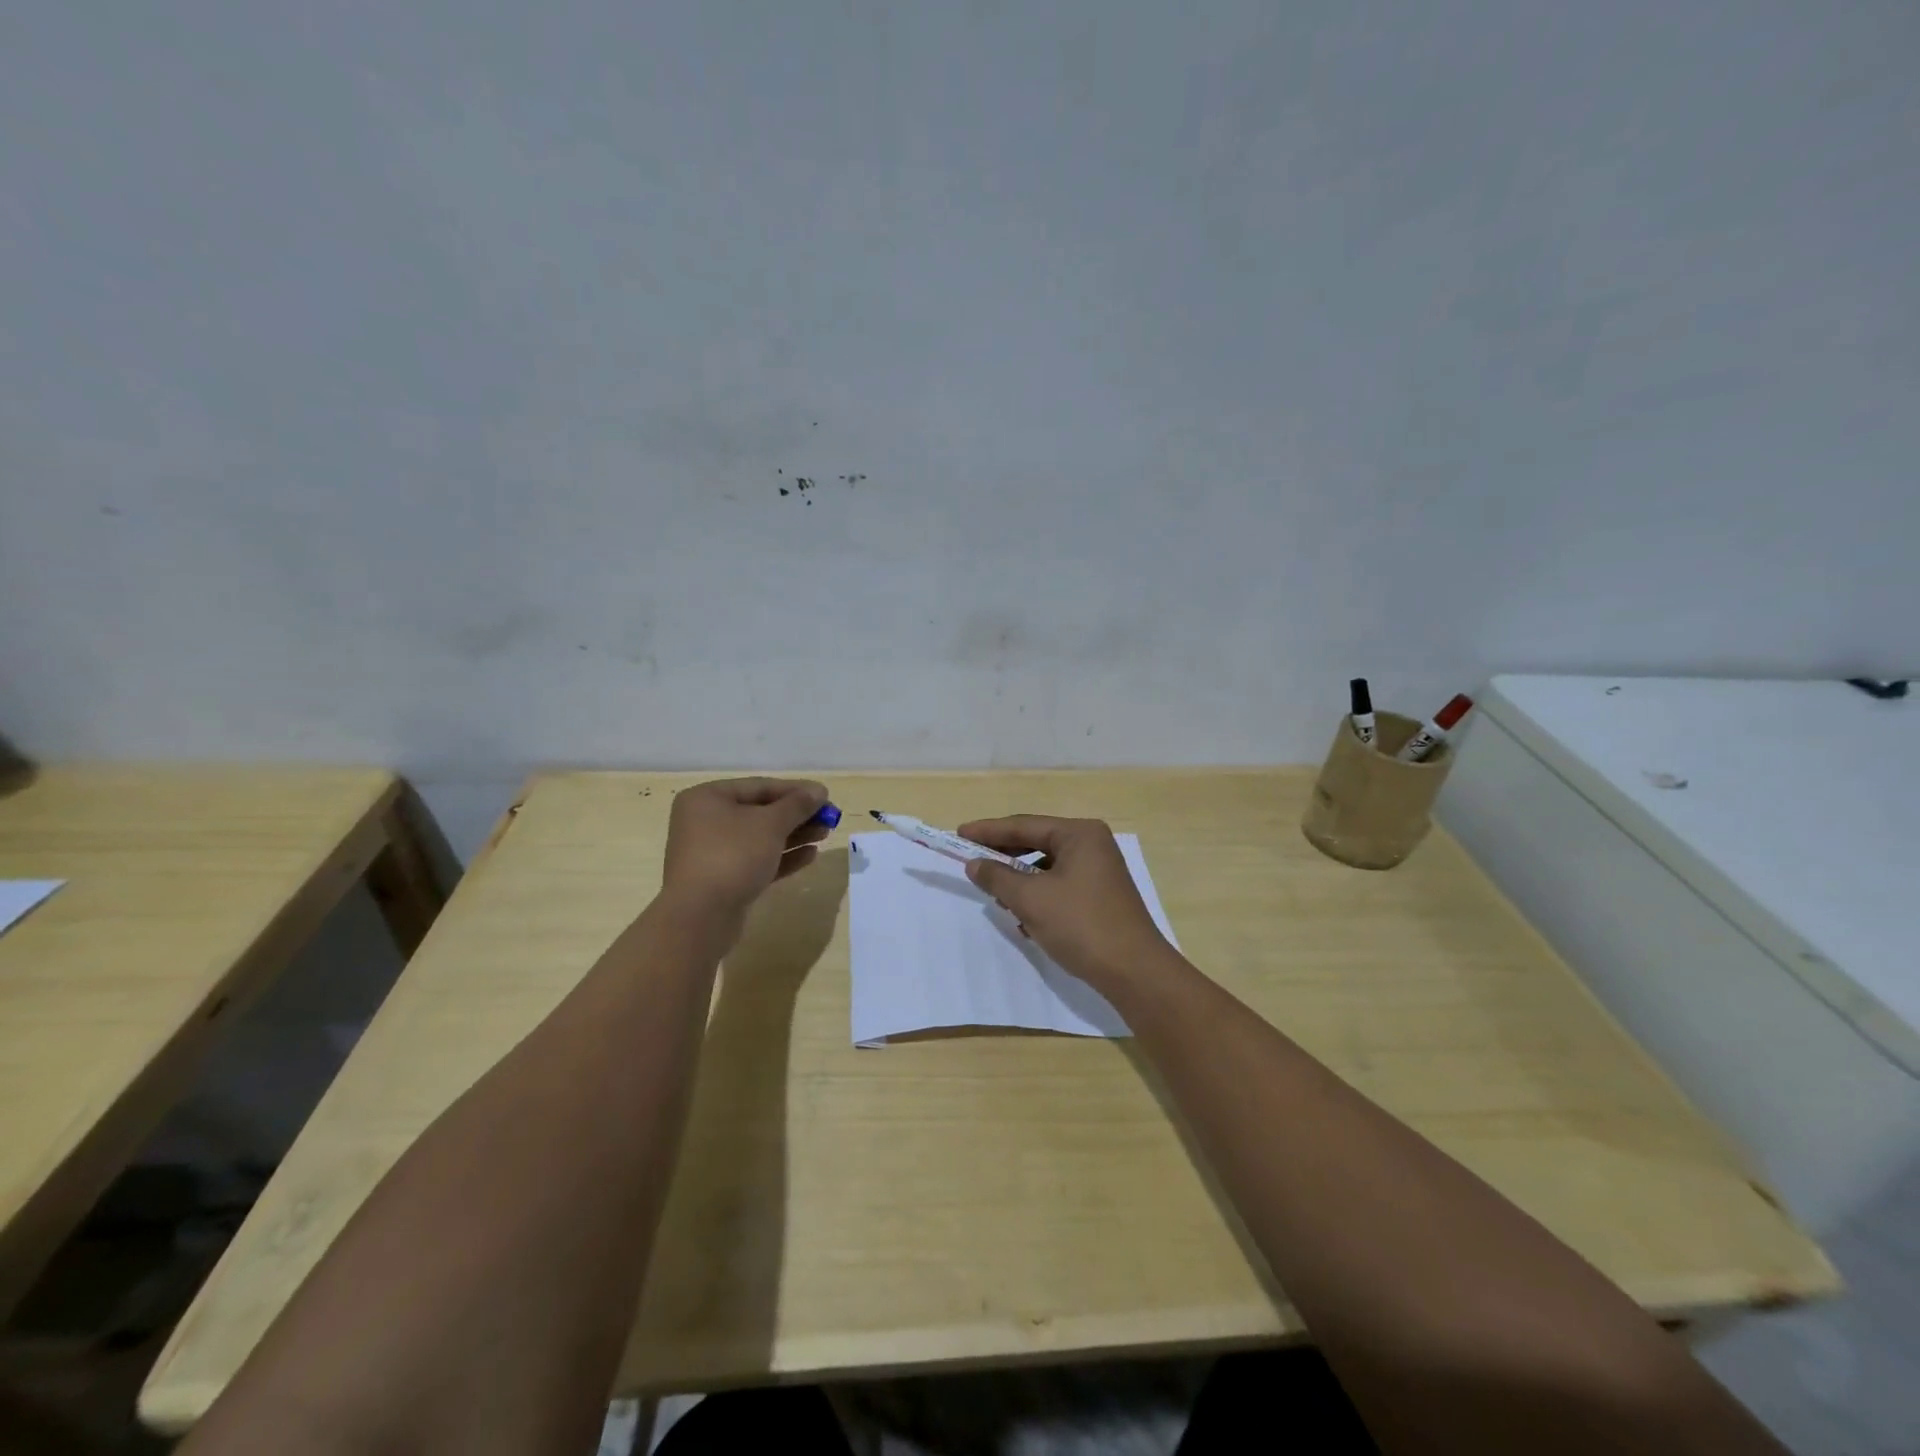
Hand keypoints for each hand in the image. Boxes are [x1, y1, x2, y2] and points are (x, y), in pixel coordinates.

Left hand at [661, 778, 830, 919]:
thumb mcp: (770, 824)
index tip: (826, 796)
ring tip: (824, 836)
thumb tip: (819, 791)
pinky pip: (756, 861)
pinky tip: (810, 856)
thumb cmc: (733, 855)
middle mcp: (705, 821)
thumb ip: (797, 805)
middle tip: (829, 819)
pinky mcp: (723, 880)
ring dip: (794, 836)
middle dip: (797, 815)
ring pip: (760, 838)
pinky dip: (782, 857)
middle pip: (760, 812)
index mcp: (708, 798)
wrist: (700, 916)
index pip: (759, 786)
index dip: (796, 790)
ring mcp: (713, 853)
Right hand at [960, 815, 1174, 989]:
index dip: (988, 830)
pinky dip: (1038, 897)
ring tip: (996, 896)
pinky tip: (1023, 919)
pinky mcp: (1100, 896)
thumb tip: (974, 864)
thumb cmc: (1081, 925)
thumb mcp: (1031, 899)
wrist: (1134, 971)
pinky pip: (1059, 886)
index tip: (959, 834)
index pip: (1024, 825)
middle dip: (1004, 856)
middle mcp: (1092, 845)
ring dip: (1020, 881)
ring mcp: (1099, 871)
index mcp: (1079, 834)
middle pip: (1036, 842)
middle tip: (972, 862)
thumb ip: (998, 877)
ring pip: (1047, 868)